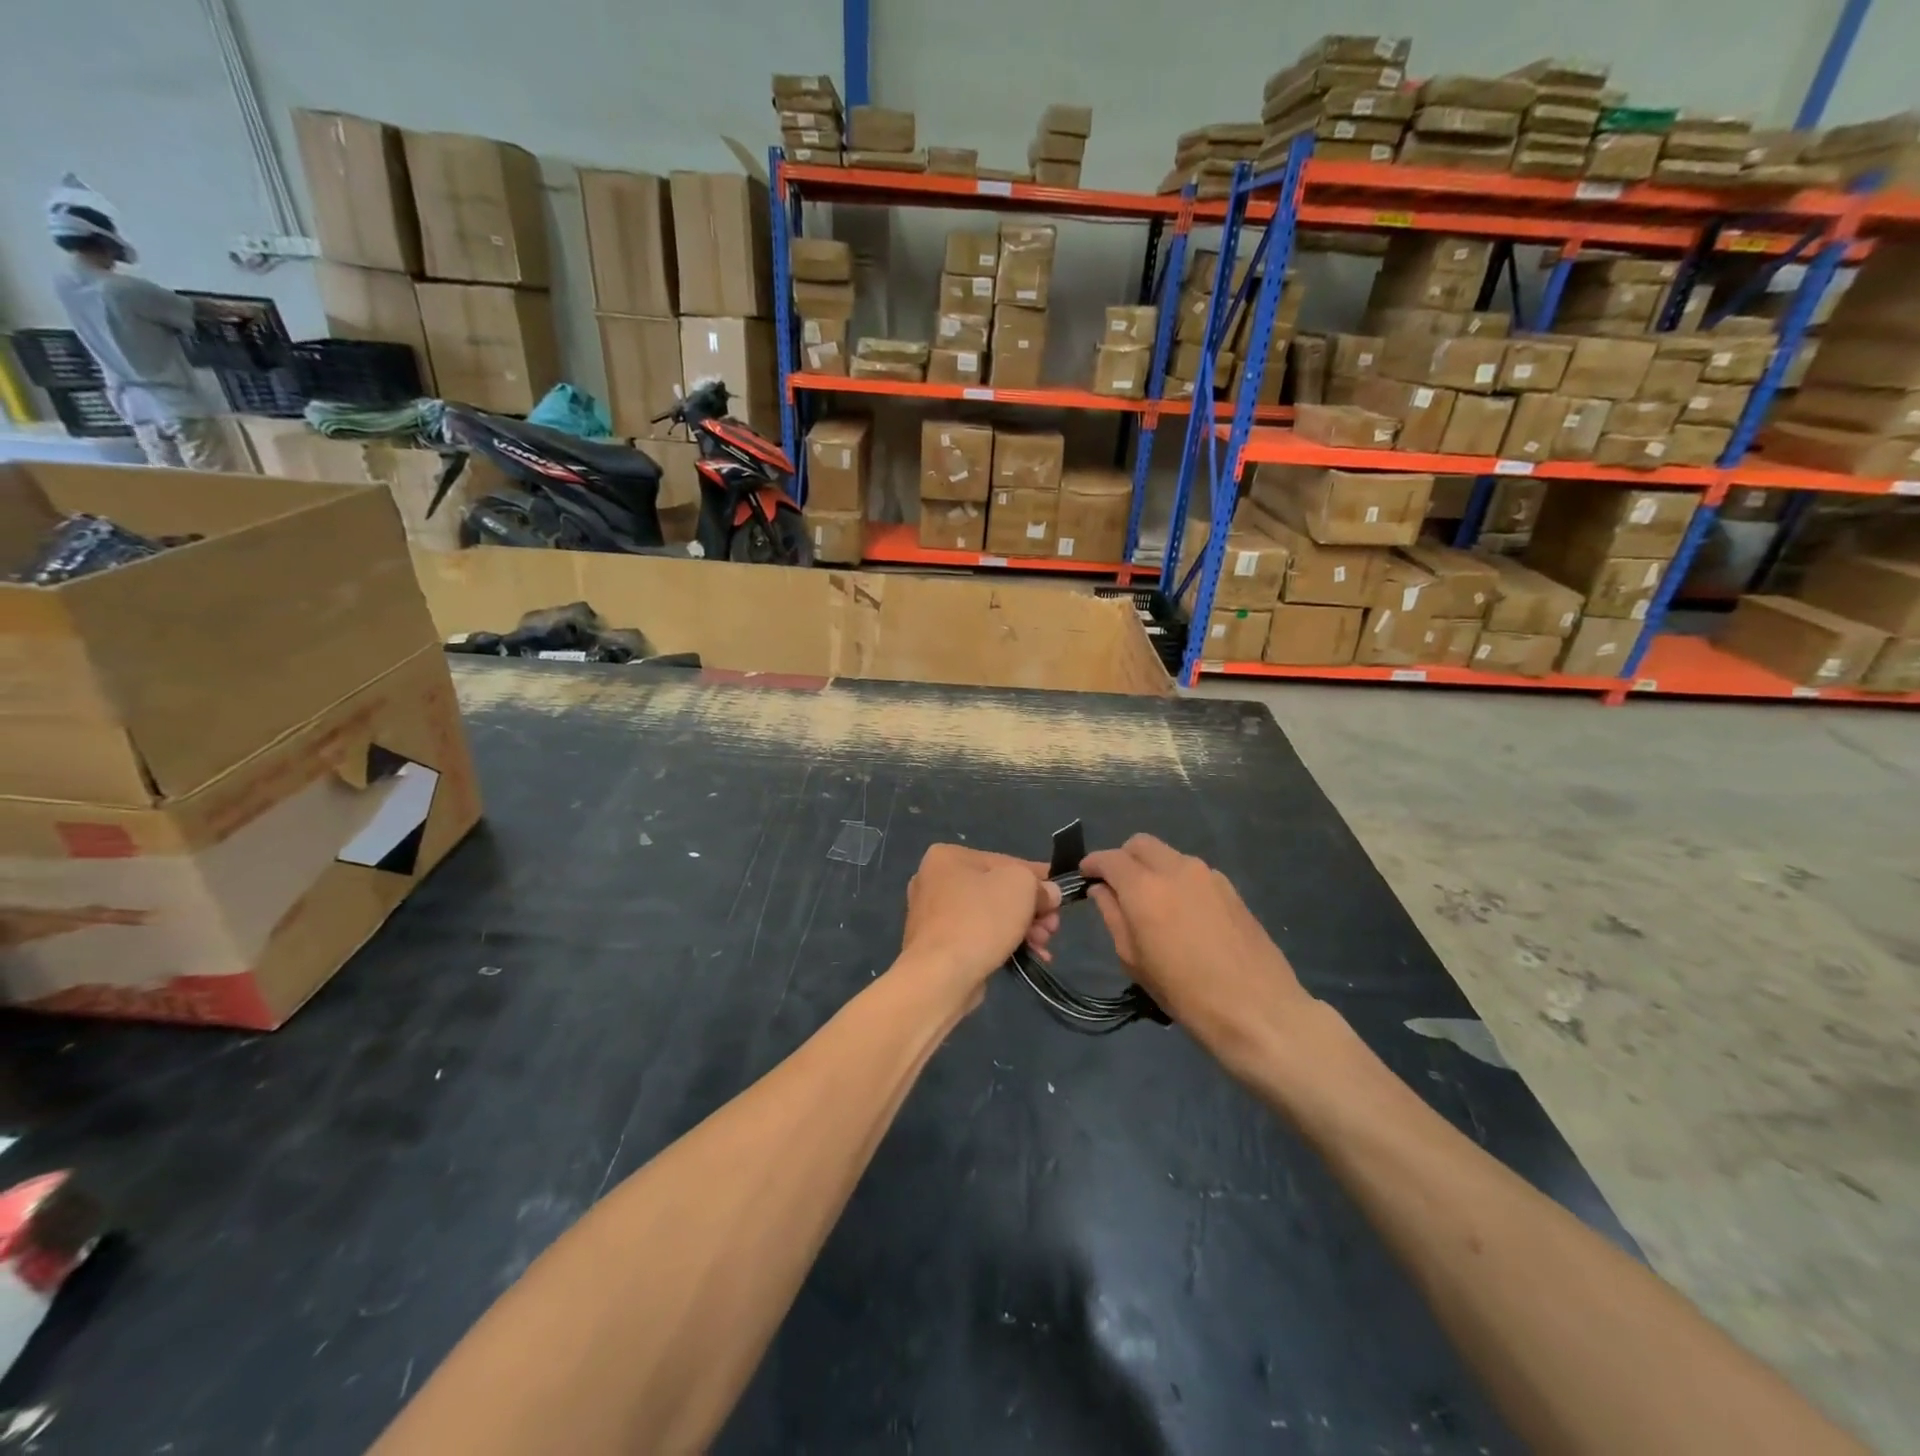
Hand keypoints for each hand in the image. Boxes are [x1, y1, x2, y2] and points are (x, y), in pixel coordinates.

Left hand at [899, 845, 1061, 1006]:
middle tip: (1052, 927)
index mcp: (948, 857)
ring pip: (990, 916)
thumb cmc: (980, 919)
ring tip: (1043, 945)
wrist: (941, 976)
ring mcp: (933, 915)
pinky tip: (1029, 956)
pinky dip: (1003, 943)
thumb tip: (1048, 894)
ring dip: (1022, 928)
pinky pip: (978, 937)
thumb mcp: (1022, 886)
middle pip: (997, 890)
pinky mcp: (937, 946)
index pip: (1004, 862)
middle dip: (1031, 909)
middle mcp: (934, 881)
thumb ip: (1039, 884)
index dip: (1038, 878)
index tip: (1060, 895)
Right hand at [1081, 835, 1313, 1069]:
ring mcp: (1208, 875)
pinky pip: (1193, 872)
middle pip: (1141, 844)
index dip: (1093, 864)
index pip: (1110, 858)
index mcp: (1145, 887)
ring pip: (1169, 855)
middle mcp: (1176, 869)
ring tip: (1152, 903)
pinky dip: (1178, 880)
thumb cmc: (1185, 992)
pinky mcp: (1231, 888)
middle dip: (1123, 858)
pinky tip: (1183, 914)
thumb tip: (1102, 890)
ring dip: (1152, 868)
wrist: (1257, 1009)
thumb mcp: (1134, 960)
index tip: (1085, 876)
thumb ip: (1113, 916)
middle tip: (1117, 886)